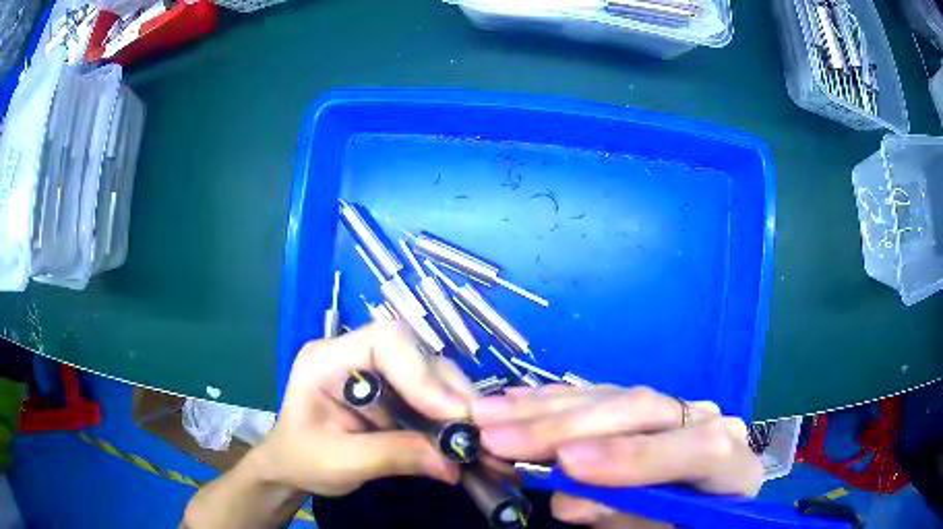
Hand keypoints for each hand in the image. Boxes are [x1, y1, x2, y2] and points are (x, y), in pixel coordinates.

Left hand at [256, 321, 477, 495]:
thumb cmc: (302, 460)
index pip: (385, 341)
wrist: (291, 466)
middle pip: (416, 354)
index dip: (422, 373)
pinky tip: (459, 438)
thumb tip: (453, 463)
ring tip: (474, 439)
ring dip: (456, 405)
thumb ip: (393, 456)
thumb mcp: (340, 463)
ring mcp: (374, 370)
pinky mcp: (391, 388)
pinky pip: (429, 393)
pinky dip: (449, 416)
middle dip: (449, 393)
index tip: (452, 415)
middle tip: (476, 433)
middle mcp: (354, 354)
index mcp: (327, 359)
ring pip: (430, 372)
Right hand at [472, 384, 762, 527]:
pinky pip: (598, 395)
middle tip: (502, 438)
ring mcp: (675, 408)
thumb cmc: (679, 527)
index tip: (568, 465)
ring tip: (490, 415)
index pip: (701, 449)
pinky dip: (552, 400)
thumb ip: (625, 519)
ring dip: (546, 408)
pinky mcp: (643, 406)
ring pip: (614, 397)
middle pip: (646, 410)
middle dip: (570, 427)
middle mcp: (706, 423)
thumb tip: (568, 500)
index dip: (636, 457)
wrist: (695, 509)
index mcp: (731, 467)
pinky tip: (515, 399)